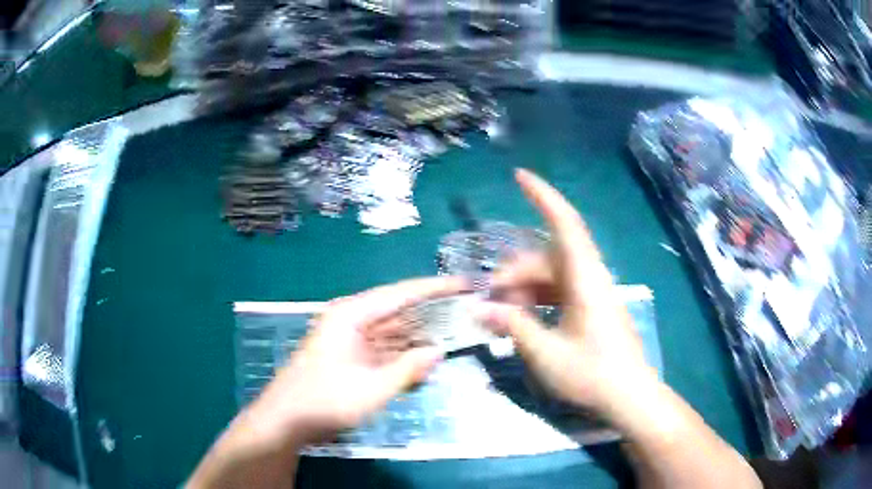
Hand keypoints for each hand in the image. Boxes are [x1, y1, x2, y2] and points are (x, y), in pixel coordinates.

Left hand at [244, 276, 467, 446]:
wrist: (285, 420)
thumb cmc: (325, 401)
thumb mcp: (373, 389)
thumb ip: (409, 369)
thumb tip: (439, 351)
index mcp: (351, 315)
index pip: (401, 294)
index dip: (435, 289)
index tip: (464, 284)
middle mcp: (351, 320)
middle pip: (398, 311)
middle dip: (431, 314)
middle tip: (466, 312)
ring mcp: (349, 339)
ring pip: (392, 332)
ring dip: (418, 337)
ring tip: (454, 336)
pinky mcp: (349, 357)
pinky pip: (383, 350)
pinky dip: (403, 356)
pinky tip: (424, 363)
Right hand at [479, 169, 656, 419]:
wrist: (629, 397)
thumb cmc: (592, 373)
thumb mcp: (545, 352)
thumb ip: (512, 324)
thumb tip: (479, 309)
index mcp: (584, 278)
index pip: (564, 224)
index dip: (543, 196)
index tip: (519, 175)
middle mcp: (589, 277)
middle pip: (547, 257)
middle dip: (514, 271)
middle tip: (488, 298)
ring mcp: (591, 294)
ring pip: (550, 276)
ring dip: (524, 289)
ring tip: (501, 316)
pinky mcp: (590, 309)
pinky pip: (558, 292)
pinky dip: (536, 301)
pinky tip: (520, 320)